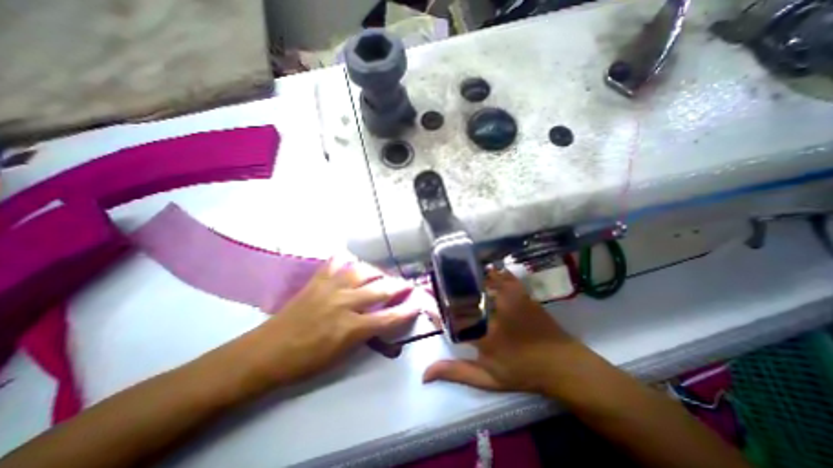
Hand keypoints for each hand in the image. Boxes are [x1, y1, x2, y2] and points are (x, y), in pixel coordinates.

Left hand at [245, 258, 415, 385]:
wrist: (266, 352)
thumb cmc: (306, 361)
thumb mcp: (342, 355)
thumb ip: (365, 335)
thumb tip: (381, 321)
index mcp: (351, 327)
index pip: (389, 317)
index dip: (407, 311)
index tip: (418, 303)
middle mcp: (345, 302)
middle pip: (381, 289)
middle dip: (399, 286)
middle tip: (407, 284)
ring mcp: (330, 287)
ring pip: (363, 270)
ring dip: (377, 272)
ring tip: (381, 275)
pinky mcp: (317, 280)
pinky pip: (336, 262)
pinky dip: (347, 260)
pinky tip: (352, 263)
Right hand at [424, 268, 590, 396]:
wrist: (562, 363)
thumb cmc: (522, 372)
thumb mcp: (488, 378)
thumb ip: (456, 373)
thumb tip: (424, 374)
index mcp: (482, 333)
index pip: (450, 316)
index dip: (435, 310)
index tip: (425, 305)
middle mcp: (493, 310)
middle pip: (463, 292)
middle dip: (447, 288)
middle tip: (436, 287)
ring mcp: (508, 297)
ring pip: (480, 279)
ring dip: (465, 276)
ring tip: (452, 275)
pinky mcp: (519, 290)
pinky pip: (500, 274)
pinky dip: (488, 270)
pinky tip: (480, 269)